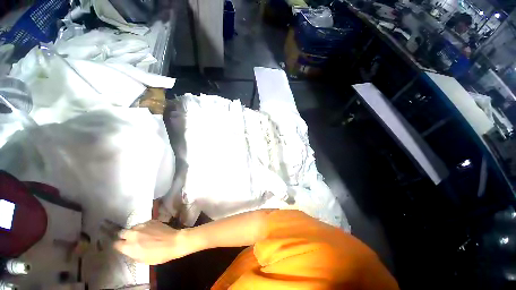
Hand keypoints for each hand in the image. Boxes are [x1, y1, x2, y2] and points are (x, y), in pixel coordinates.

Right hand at [113, 220, 192, 264]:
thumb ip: (132, 253)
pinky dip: (144, 227)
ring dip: (135, 231)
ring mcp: (142, 226)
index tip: (122, 247)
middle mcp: (133, 234)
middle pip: (123, 233)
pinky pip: (143, 224)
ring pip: (133, 227)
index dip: (119, 246)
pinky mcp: (151, 221)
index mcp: (129, 246)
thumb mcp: (142, 259)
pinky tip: (151, 231)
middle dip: (124, 236)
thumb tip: (129, 250)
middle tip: (131, 240)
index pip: (116, 244)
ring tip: (142, 235)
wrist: (174, 241)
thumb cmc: (159, 255)